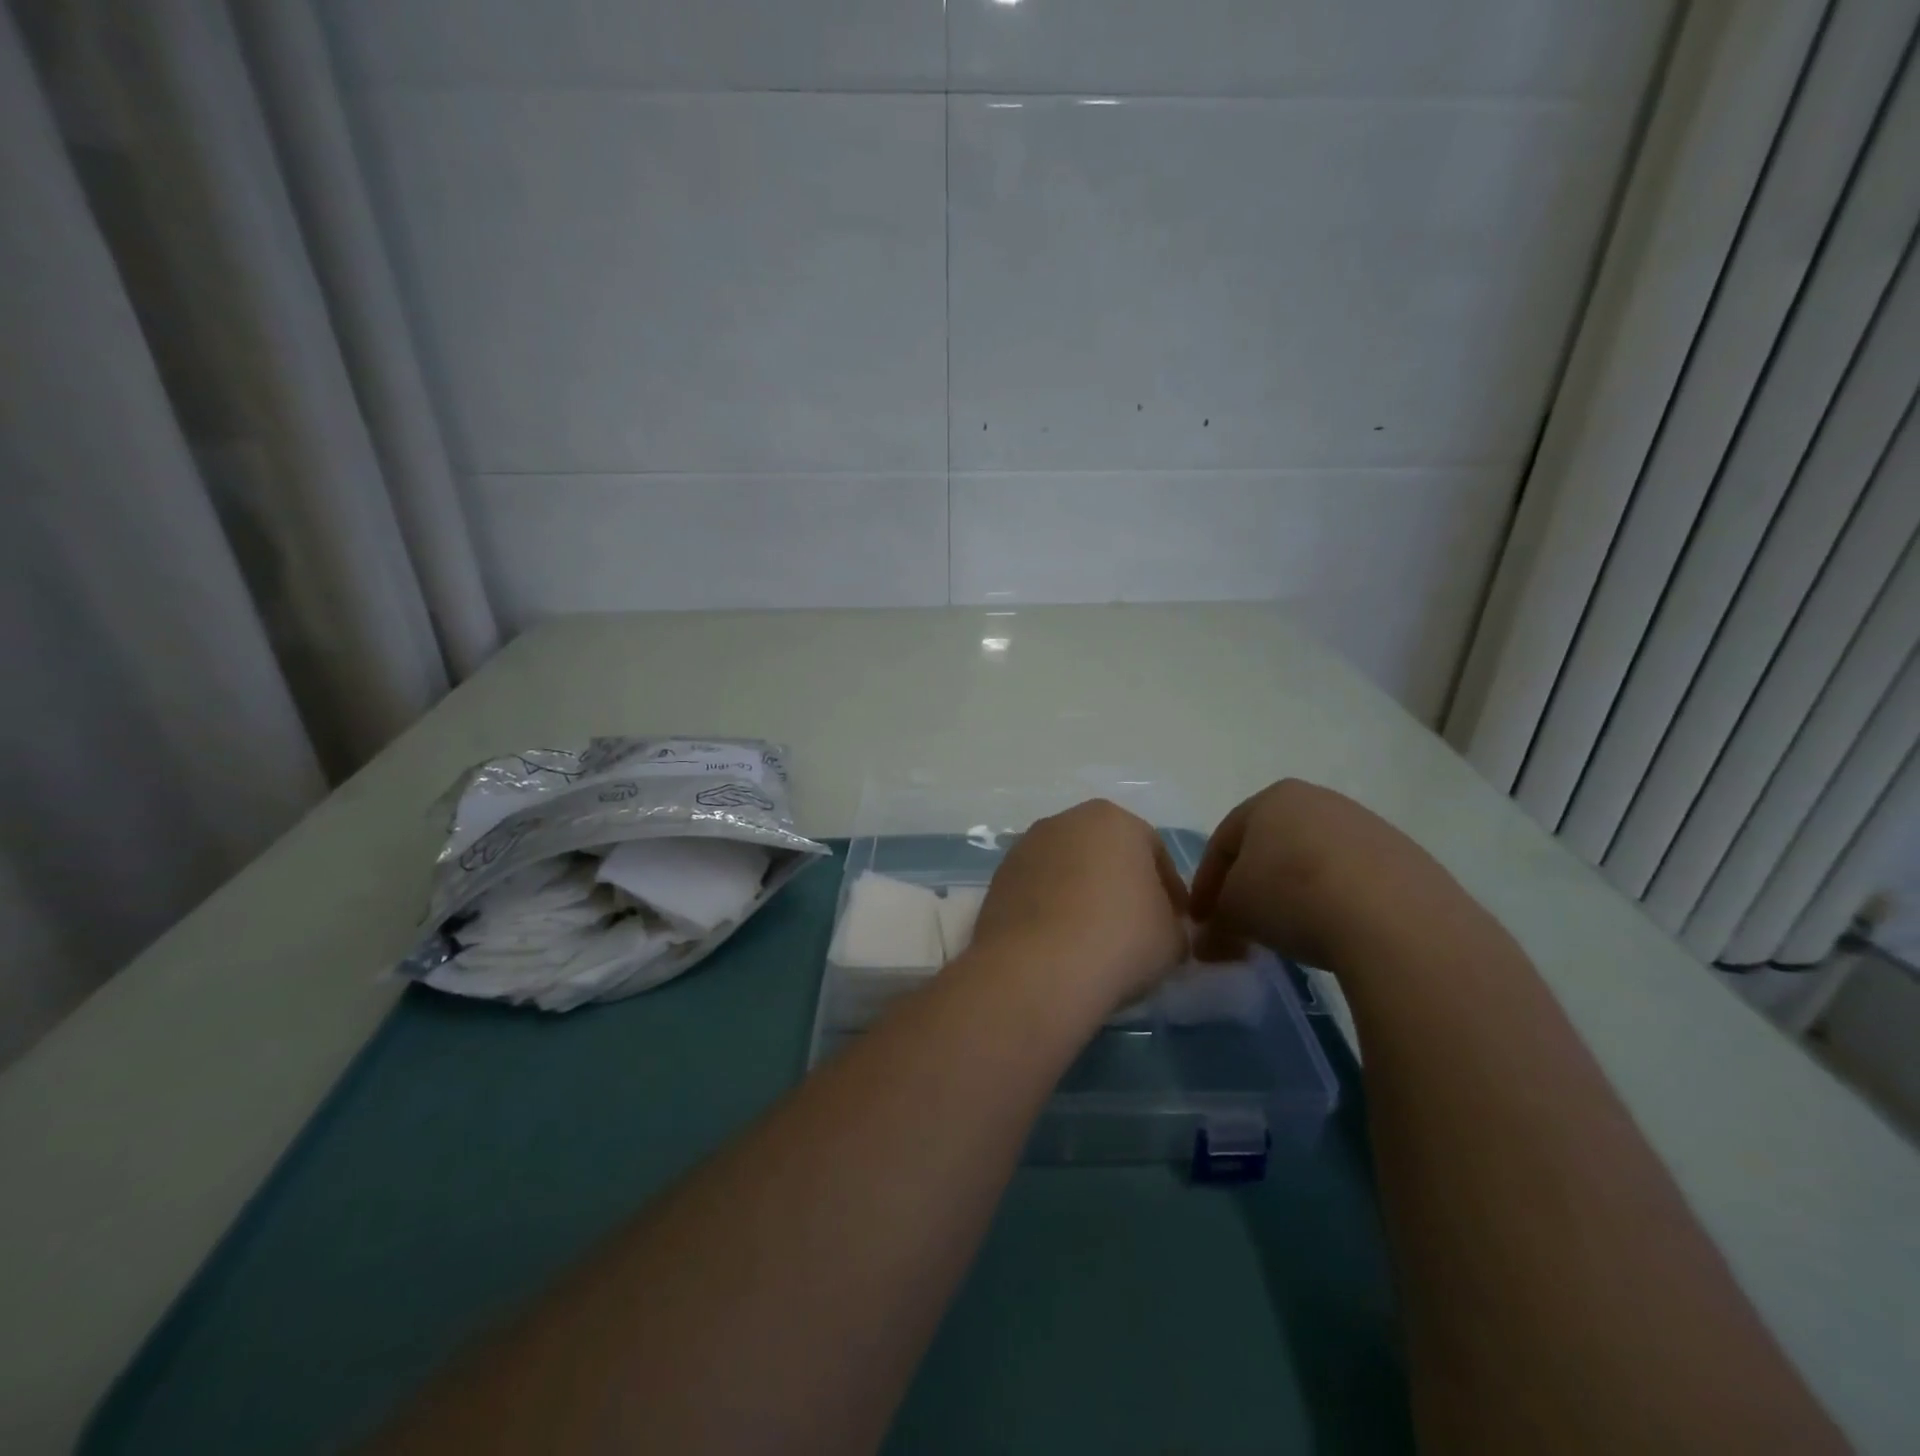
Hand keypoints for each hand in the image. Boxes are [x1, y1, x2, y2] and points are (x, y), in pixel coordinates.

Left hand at [968, 799, 1190, 1010]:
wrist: (1039, 967)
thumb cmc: (1120, 938)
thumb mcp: (1172, 937)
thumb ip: (1173, 923)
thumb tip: (1162, 928)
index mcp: (1113, 820)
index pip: (1153, 850)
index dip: (1169, 889)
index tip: (1175, 923)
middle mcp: (1064, 821)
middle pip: (1104, 853)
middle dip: (1120, 885)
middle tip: (1134, 928)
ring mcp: (1025, 848)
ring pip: (1066, 870)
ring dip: (1081, 896)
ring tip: (1093, 940)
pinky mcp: (998, 879)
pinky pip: (1037, 892)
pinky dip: (1050, 910)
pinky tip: (1059, 944)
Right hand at [1189, 779, 1467, 969]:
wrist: (1396, 921)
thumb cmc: (1292, 897)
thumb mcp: (1234, 912)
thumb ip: (1215, 922)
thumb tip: (1209, 940)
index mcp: (1272, 799)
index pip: (1224, 841)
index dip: (1206, 883)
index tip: (1202, 921)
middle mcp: (1320, 801)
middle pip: (1271, 846)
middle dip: (1253, 885)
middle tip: (1242, 924)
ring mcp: (1369, 827)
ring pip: (1315, 861)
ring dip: (1296, 893)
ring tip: (1292, 933)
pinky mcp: (1408, 859)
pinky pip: (1357, 881)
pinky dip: (1339, 903)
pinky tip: (1338, 933)